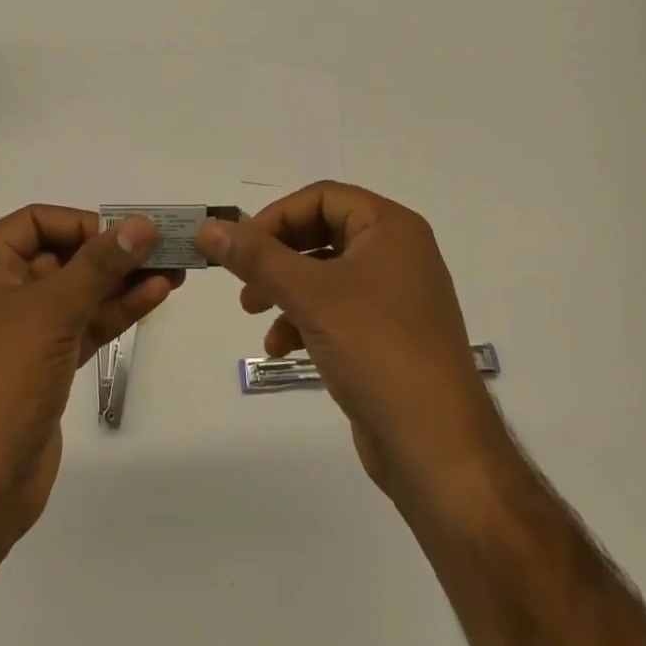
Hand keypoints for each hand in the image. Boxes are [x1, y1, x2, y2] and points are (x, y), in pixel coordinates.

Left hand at [0, 206, 178, 536]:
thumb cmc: (0, 380)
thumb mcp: (50, 311)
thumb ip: (99, 265)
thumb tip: (142, 225)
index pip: (35, 223)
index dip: (81, 223)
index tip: (125, 234)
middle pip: (62, 256)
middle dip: (112, 252)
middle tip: (164, 248)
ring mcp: (23, 333)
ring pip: (78, 293)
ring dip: (122, 281)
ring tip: (174, 270)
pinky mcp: (45, 366)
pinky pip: (84, 325)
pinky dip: (116, 311)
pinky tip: (155, 296)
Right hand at [196, 182, 498, 503]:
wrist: (438, 448)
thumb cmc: (377, 350)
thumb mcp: (310, 295)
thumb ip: (256, 257)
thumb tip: (208, 227)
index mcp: (391, 228)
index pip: (322, 197)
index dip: (276, 216)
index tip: (241, 246)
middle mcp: (397, 253)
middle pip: (321, 233)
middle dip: (277, 257)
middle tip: (243, 281)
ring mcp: (396, 296)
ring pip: (325, 274)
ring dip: (285, 290)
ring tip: (254, 316)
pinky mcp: (389, 335)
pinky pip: (337, 310)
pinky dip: (305, 320)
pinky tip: (281, 348)